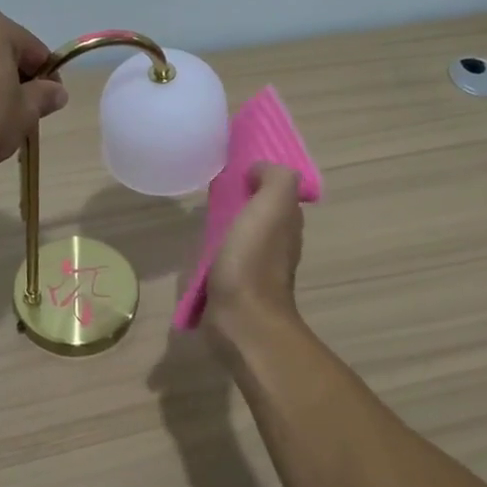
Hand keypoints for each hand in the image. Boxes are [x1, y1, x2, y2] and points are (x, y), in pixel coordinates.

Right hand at [206, 162, 304, 344]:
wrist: (241, 319)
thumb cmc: (254, 260)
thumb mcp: (272, 205)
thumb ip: (274, 178)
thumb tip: (258, 170)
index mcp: (287, 223)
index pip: (276, 191)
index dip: (259, 176)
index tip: (233, 167)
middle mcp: (277, 244)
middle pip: (259, 213)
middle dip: (240, 200)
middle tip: (211, 187)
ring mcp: (255, 268)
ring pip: (242, 236)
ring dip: (226, 225)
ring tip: (201, 214)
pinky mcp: (234, 287)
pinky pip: (226, 259)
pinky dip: (215, 250)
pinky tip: (199, 246)